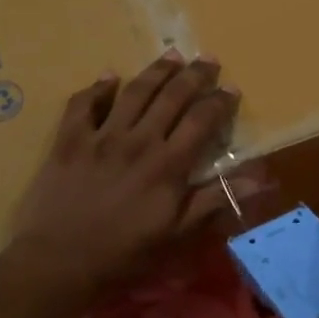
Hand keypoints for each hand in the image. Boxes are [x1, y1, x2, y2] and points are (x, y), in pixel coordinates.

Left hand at [8, 53, 237, 304]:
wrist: (59, 262)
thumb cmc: (124, 255)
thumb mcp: (177, 235)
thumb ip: (214, 200)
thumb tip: (259, 177)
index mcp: (168, 165)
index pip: (201, 121)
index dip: (219, 102)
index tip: (232, 88)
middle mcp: (139, 140)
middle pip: (172, 97)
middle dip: (194, 75)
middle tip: (208, 59)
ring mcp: (101, 137)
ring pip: (134, 92)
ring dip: (156, 71)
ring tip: (171, 55)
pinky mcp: (69, 140)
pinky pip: (84, 104)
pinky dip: (98, 87)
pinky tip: (109, 76)